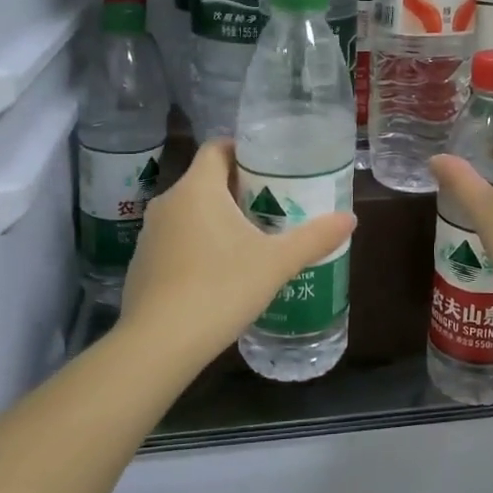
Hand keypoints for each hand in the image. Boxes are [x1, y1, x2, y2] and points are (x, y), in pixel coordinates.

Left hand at [118, 140, 355, 365]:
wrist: (157, 345)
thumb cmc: (220, 289)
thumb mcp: (276, 263)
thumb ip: (314, 238)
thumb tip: (350, 218)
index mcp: (198, 189)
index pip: (217, 147)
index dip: (243, 150)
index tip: (270, 165)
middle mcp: (168, 203)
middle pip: (205, 180)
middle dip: (238, 188)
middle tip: (272, 205)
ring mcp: (150, 234)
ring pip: (190, 212)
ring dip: (217, 219)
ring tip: (250, 240)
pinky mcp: (141, 264)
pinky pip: (175, 240)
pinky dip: (197, 245)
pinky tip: (218, 274)